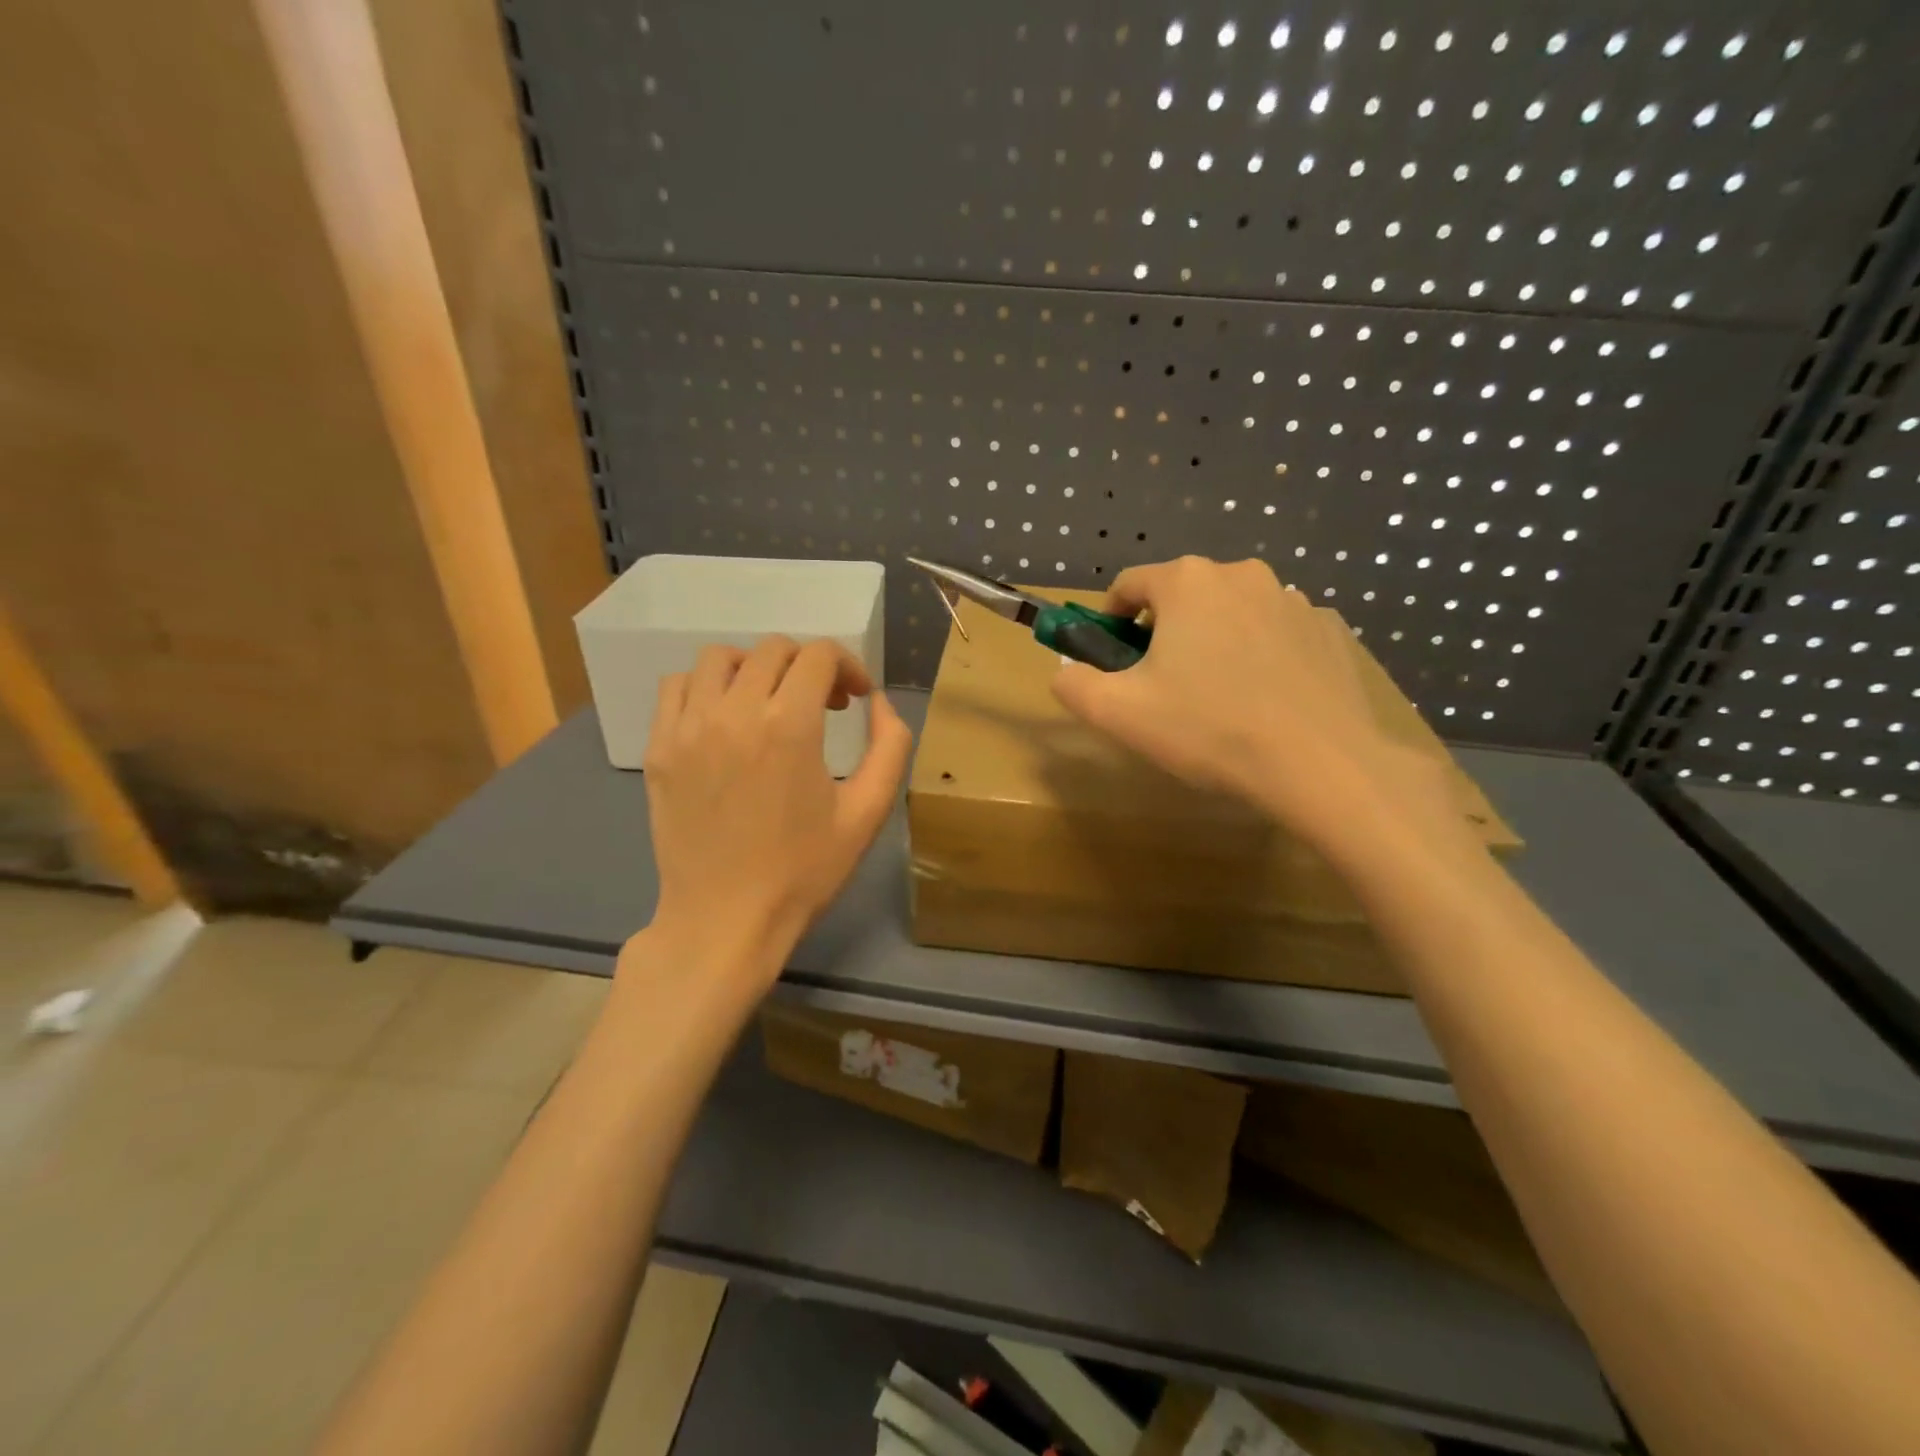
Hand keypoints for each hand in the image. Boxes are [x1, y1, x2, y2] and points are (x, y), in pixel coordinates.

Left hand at [639, 637, 912, 985]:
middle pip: (773, 650)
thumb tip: (879, 702)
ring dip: (754, 667)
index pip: (818, 655)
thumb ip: (890, 746)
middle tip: (823, 705)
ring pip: (719, 658)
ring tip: (770, 703)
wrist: (725, 920)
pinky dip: (707, 686)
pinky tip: (725, 718)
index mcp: (789, 726)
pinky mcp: (660, 749)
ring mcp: (688, 728)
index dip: (847, 666)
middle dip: (808, 667)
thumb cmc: (803, 871)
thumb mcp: (868, 813)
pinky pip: (677, 687)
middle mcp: (734, 713)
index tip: (856, 698)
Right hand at [1051, 556, 1464, 858]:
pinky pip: (1277, 633)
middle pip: (1182, 595)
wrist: (1319, 763)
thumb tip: (1064, 671)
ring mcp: (1293, 598)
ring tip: (1218, 698)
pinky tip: (1265, 700)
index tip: (1113, 658)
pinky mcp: (1329, 629)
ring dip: (1214, 641)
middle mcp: (1241, 573)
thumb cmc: (1207, 729)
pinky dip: (1261, 654)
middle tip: (1163, 686)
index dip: (1111, 619)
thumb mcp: (1117, 713)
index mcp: (1186, 582)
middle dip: (1164, 631)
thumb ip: (1074, 684)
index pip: (1129, 584)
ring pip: (1232, 613)